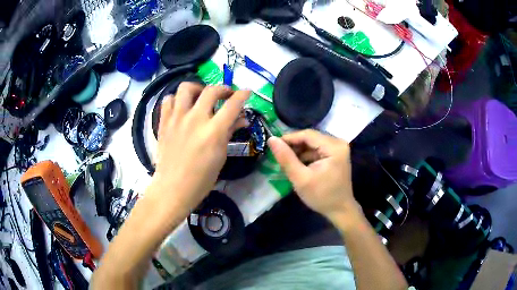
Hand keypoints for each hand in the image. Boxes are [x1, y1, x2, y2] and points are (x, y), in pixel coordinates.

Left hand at [150, 83, 249, 210]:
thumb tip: (242, 119)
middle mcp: (195, 119)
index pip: (233, 104)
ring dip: (197, 88)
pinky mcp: (164, 122)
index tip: (247, 92)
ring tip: (200, 97)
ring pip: (186, 88)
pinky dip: (176, 99)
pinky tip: (181, 108)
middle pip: (211, 90)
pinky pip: (168, 100)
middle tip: (226, 96)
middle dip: (223, 89)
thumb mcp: (220, 156)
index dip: (243, 95)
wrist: (173, 188)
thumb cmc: (201, 179)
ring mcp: (177, 119)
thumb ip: (230, 133)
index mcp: (213, 131)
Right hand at [267, 130, 359, 221]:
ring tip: (287, 161)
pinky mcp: (336, 154)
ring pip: (313, 143)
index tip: (273, 145)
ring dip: (300, 151)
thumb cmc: (321, 196)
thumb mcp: (300, 178)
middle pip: (311, 137)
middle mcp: (338, 143)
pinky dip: (307, 155)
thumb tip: (271, 139)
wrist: (340, 210)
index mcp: (334, 147)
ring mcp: (338, 148)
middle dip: (294, 145)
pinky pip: (318, 149)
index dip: (289, 138)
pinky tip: (298, 164)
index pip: (308, 134)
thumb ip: (286, 158)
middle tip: (279, 154)